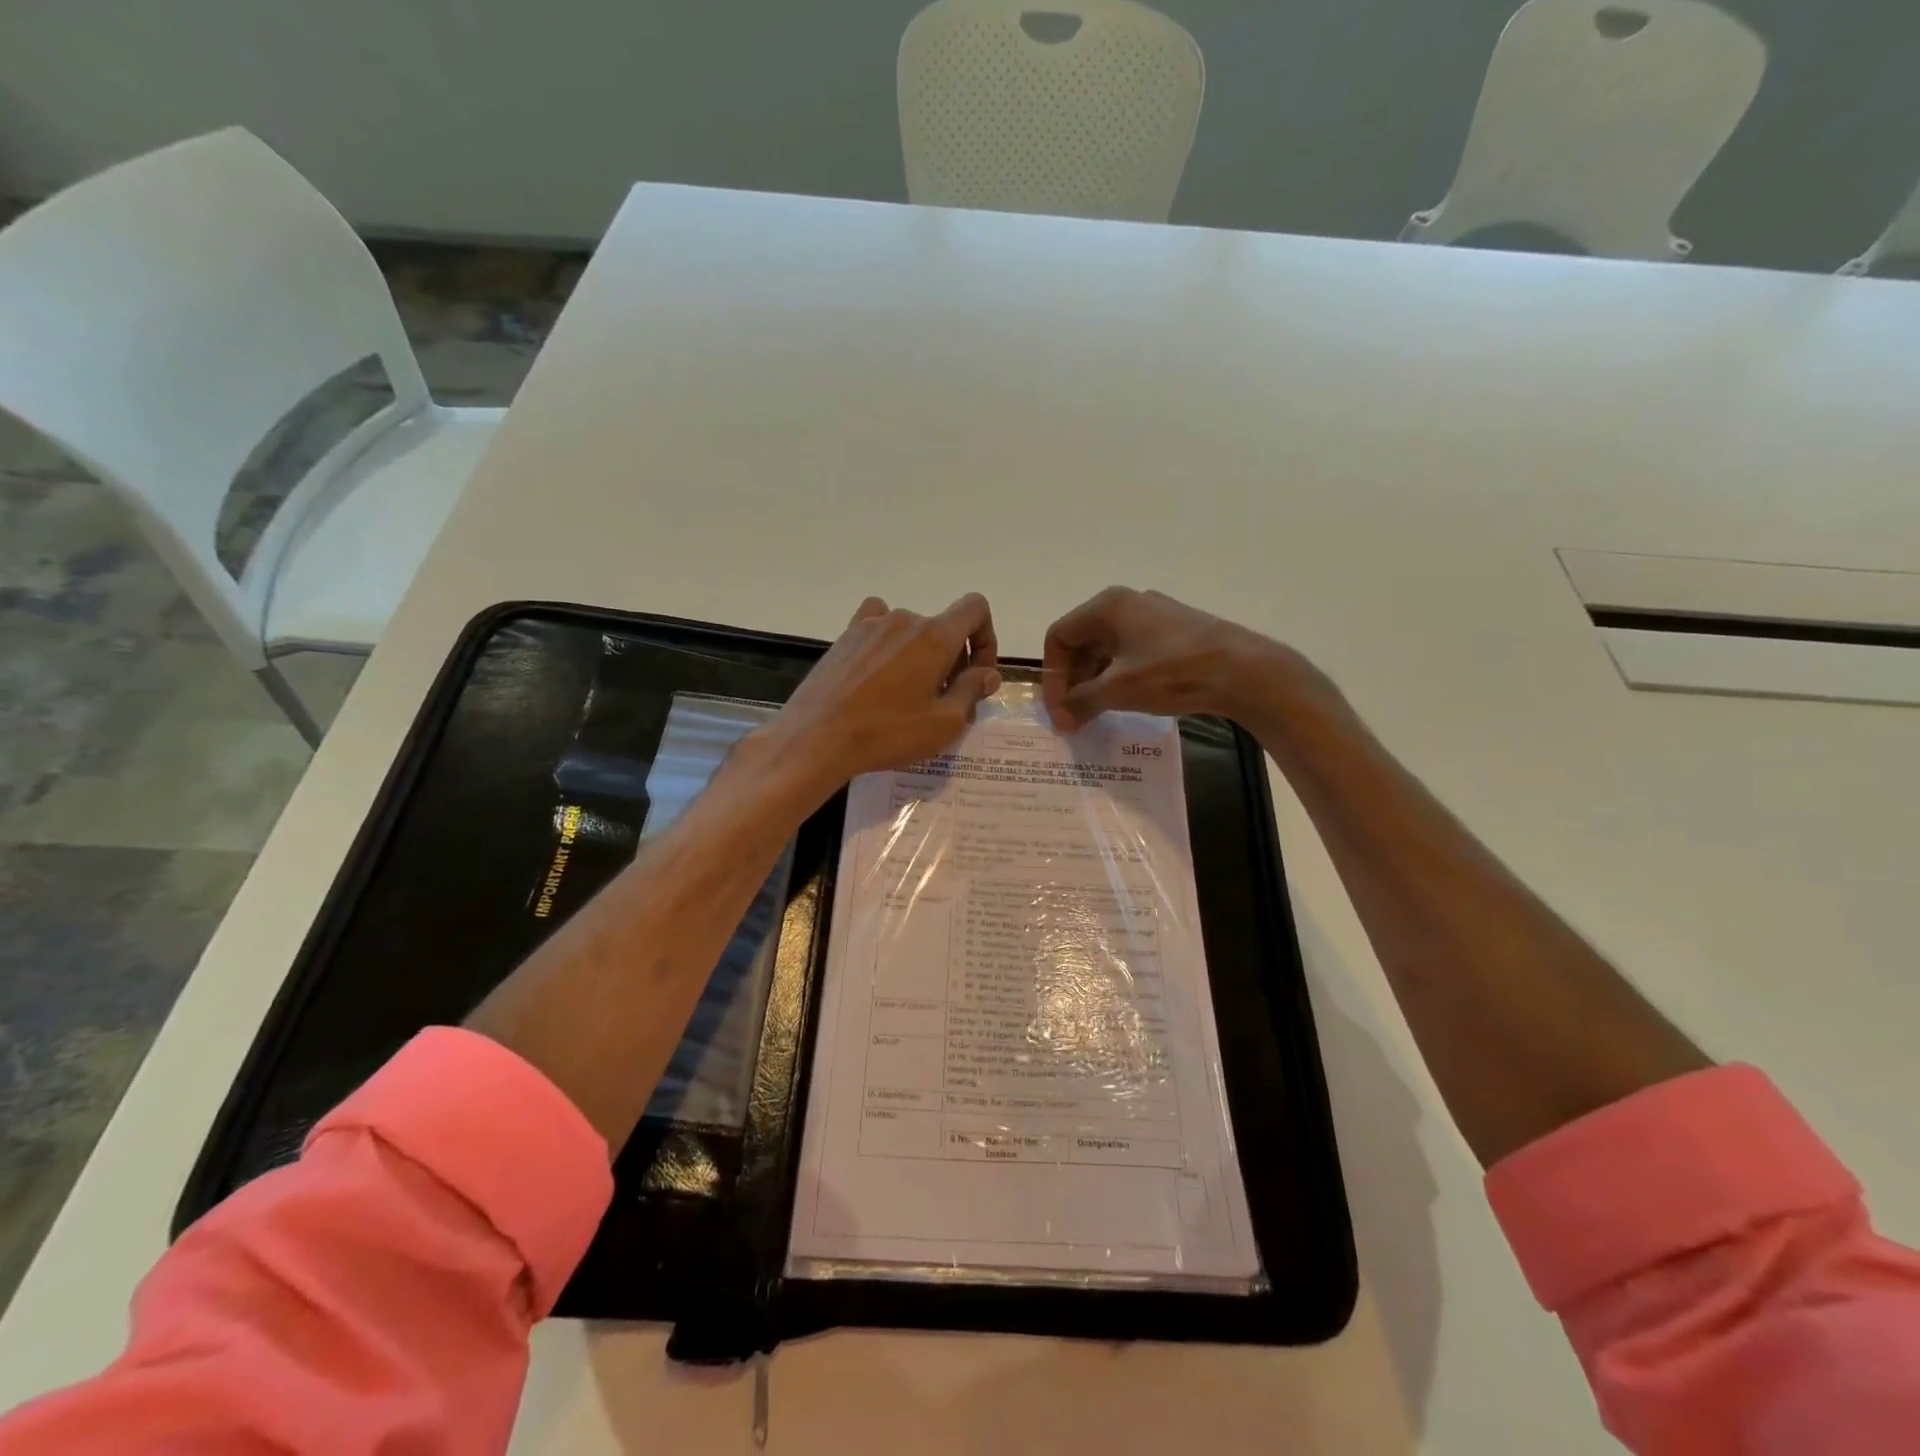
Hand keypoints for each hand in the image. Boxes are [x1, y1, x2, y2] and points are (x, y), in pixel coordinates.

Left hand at [772, 594, 1000, 795]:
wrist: (817, 738)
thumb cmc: (887, 733)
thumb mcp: (944, 723)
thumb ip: (972, 691)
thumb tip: (987, 673)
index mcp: (935, 636)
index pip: (975, 609)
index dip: (986, 638)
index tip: (977, 675)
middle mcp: (904, 620)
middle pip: (943, 627)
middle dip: (954, 659)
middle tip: (945, 702)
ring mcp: (870, 625)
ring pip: (912, 633)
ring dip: (921, 657)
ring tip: (909, 698)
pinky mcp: (845, 638)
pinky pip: (878, 628)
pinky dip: (889, 645)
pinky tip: (880, 674)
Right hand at [1042, 587, 1291, 729]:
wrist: (1243, 671)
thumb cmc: (1171, 673)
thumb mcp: (1117, 690)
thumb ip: (1080, 702)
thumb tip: (1059, 719)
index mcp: (1107, 606)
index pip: (1059, 636)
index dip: (1052, 674)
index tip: (1059, 708)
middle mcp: (1128, 603)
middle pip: (1082, 641)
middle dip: (1073, 679)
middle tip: (1075, 714)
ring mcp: (1154, 616)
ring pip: (1108, 648)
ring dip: (1096, 680)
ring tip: (1098, 712)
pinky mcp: (1175, 632)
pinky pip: (1132, 652)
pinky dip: (1120, 675)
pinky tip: (1127, 700)